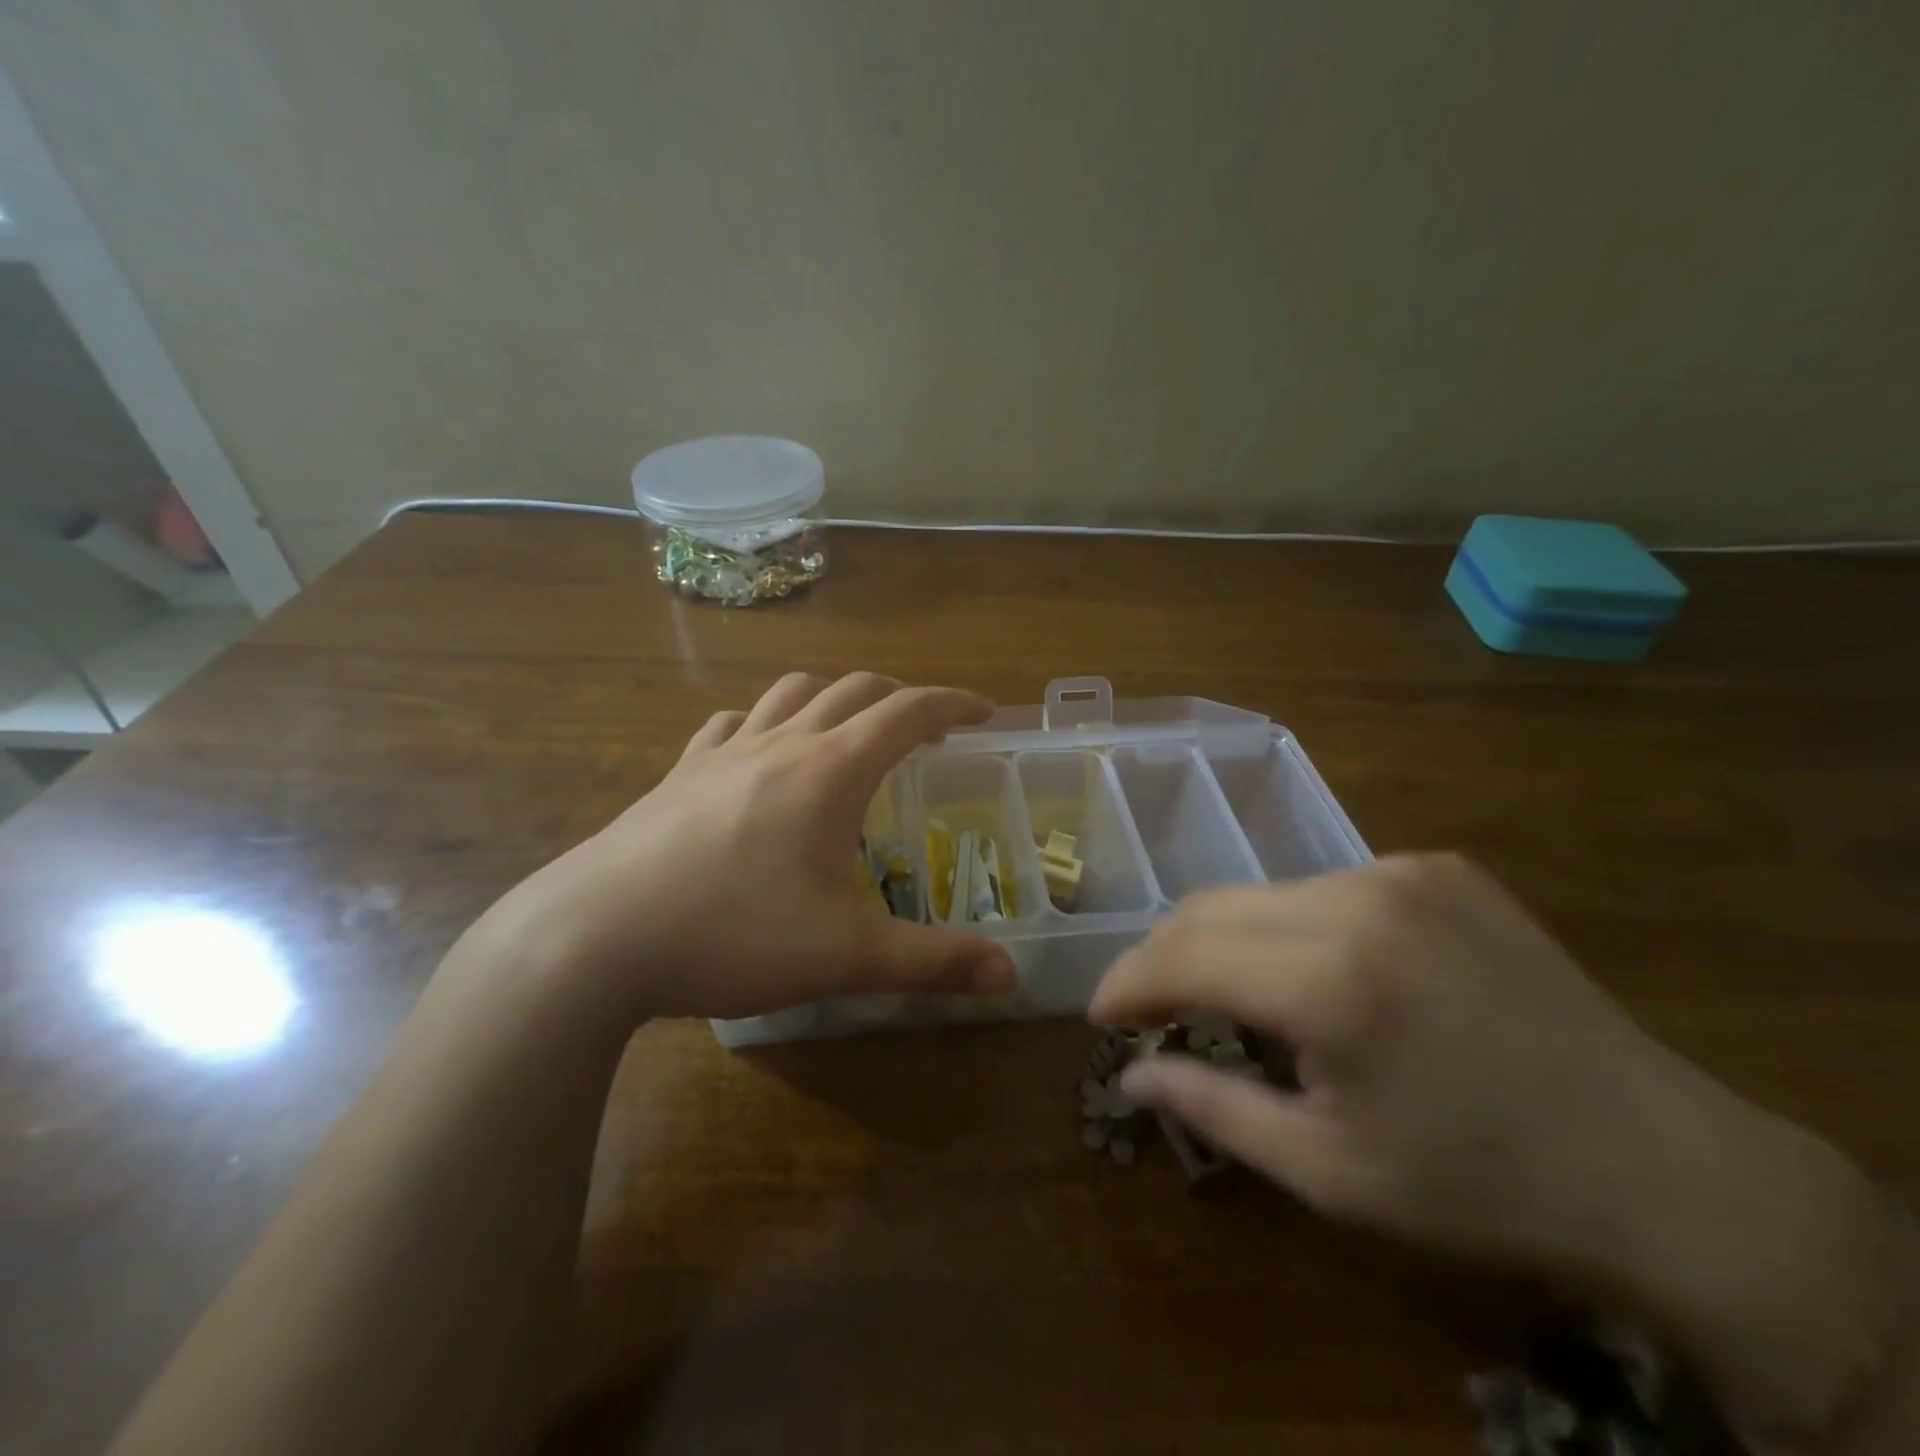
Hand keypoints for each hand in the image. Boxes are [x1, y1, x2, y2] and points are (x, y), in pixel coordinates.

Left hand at [474, 672, 1015, 1021]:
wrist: (595, 937)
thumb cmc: (732, 935)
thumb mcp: (847, 956)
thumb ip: (934, 962)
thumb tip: (1009, 974)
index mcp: (830, 771)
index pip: (908, 712)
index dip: (953, 703)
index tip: (984, 712)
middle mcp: (783, 743)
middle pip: (855, 689)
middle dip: (901, 699)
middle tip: (928, 731)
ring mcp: (725, 751)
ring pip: (792, 692)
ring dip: (835, 697)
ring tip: (851, 729)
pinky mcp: (680, 772)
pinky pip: (734, 723)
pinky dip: (767, 722)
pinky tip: (762, 752)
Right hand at [1090, 854, 1906, 1441]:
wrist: (1664, 1167)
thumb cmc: (1480, 1186)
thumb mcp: (1329, 1169)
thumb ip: (1213, 1108)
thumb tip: (1131, 1075)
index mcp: (1329, 979)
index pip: (1183, 954)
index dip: (1129, 982)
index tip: (1101, 1015)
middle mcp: (1358, 898)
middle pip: (1212, 907)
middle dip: (1166, 957)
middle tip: (1148, 1007)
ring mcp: (1403, 871)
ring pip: (1265, 892)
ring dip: (1228, 940)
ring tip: (1230, 996)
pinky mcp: (1438, 867)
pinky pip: (1327, 887)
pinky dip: (1293, 925)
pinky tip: (1318, 973)